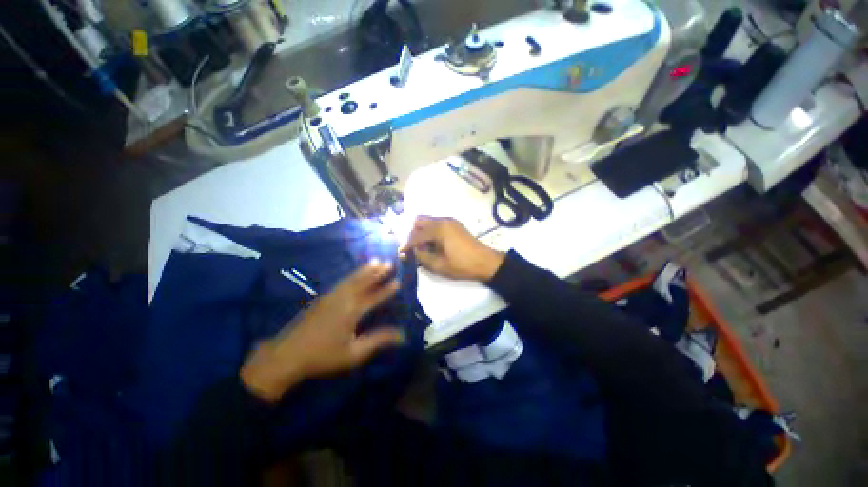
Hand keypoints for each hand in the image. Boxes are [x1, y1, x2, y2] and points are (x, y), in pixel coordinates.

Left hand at [241, 261, 405, 402]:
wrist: (287, 355)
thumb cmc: (324, 356)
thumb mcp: (355, 353)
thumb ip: (379, 340)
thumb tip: (402, 335)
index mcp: (353, 311)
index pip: (375, 297)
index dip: (387, 289)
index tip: (398, 280)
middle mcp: (343, 299)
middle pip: (363, 282)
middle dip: (377, 272)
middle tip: (389, 262)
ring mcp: (331, 296)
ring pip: (352, 279)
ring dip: (365, 270)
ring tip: (376, 261)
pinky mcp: (322, 298)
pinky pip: (342, 281)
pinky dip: (352, 275)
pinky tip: (355, 274)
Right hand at [400, 216, 504, 280]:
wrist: (486, 262)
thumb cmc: (462, 265)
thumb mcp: (439, 265)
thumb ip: (422, 257)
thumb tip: (412, 251)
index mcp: (439, 229)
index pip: (416, 234)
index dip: (406, 244)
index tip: (400, 252)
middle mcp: (443, 220)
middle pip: (419, 220)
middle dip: (411, 233)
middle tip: (410, 247)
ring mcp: (450, 221)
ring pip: (427, 221)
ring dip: (420, 231)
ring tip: (421, 247)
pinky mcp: (454, 224)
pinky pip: (436, 223)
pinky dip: (429, 231)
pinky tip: (431, 243)